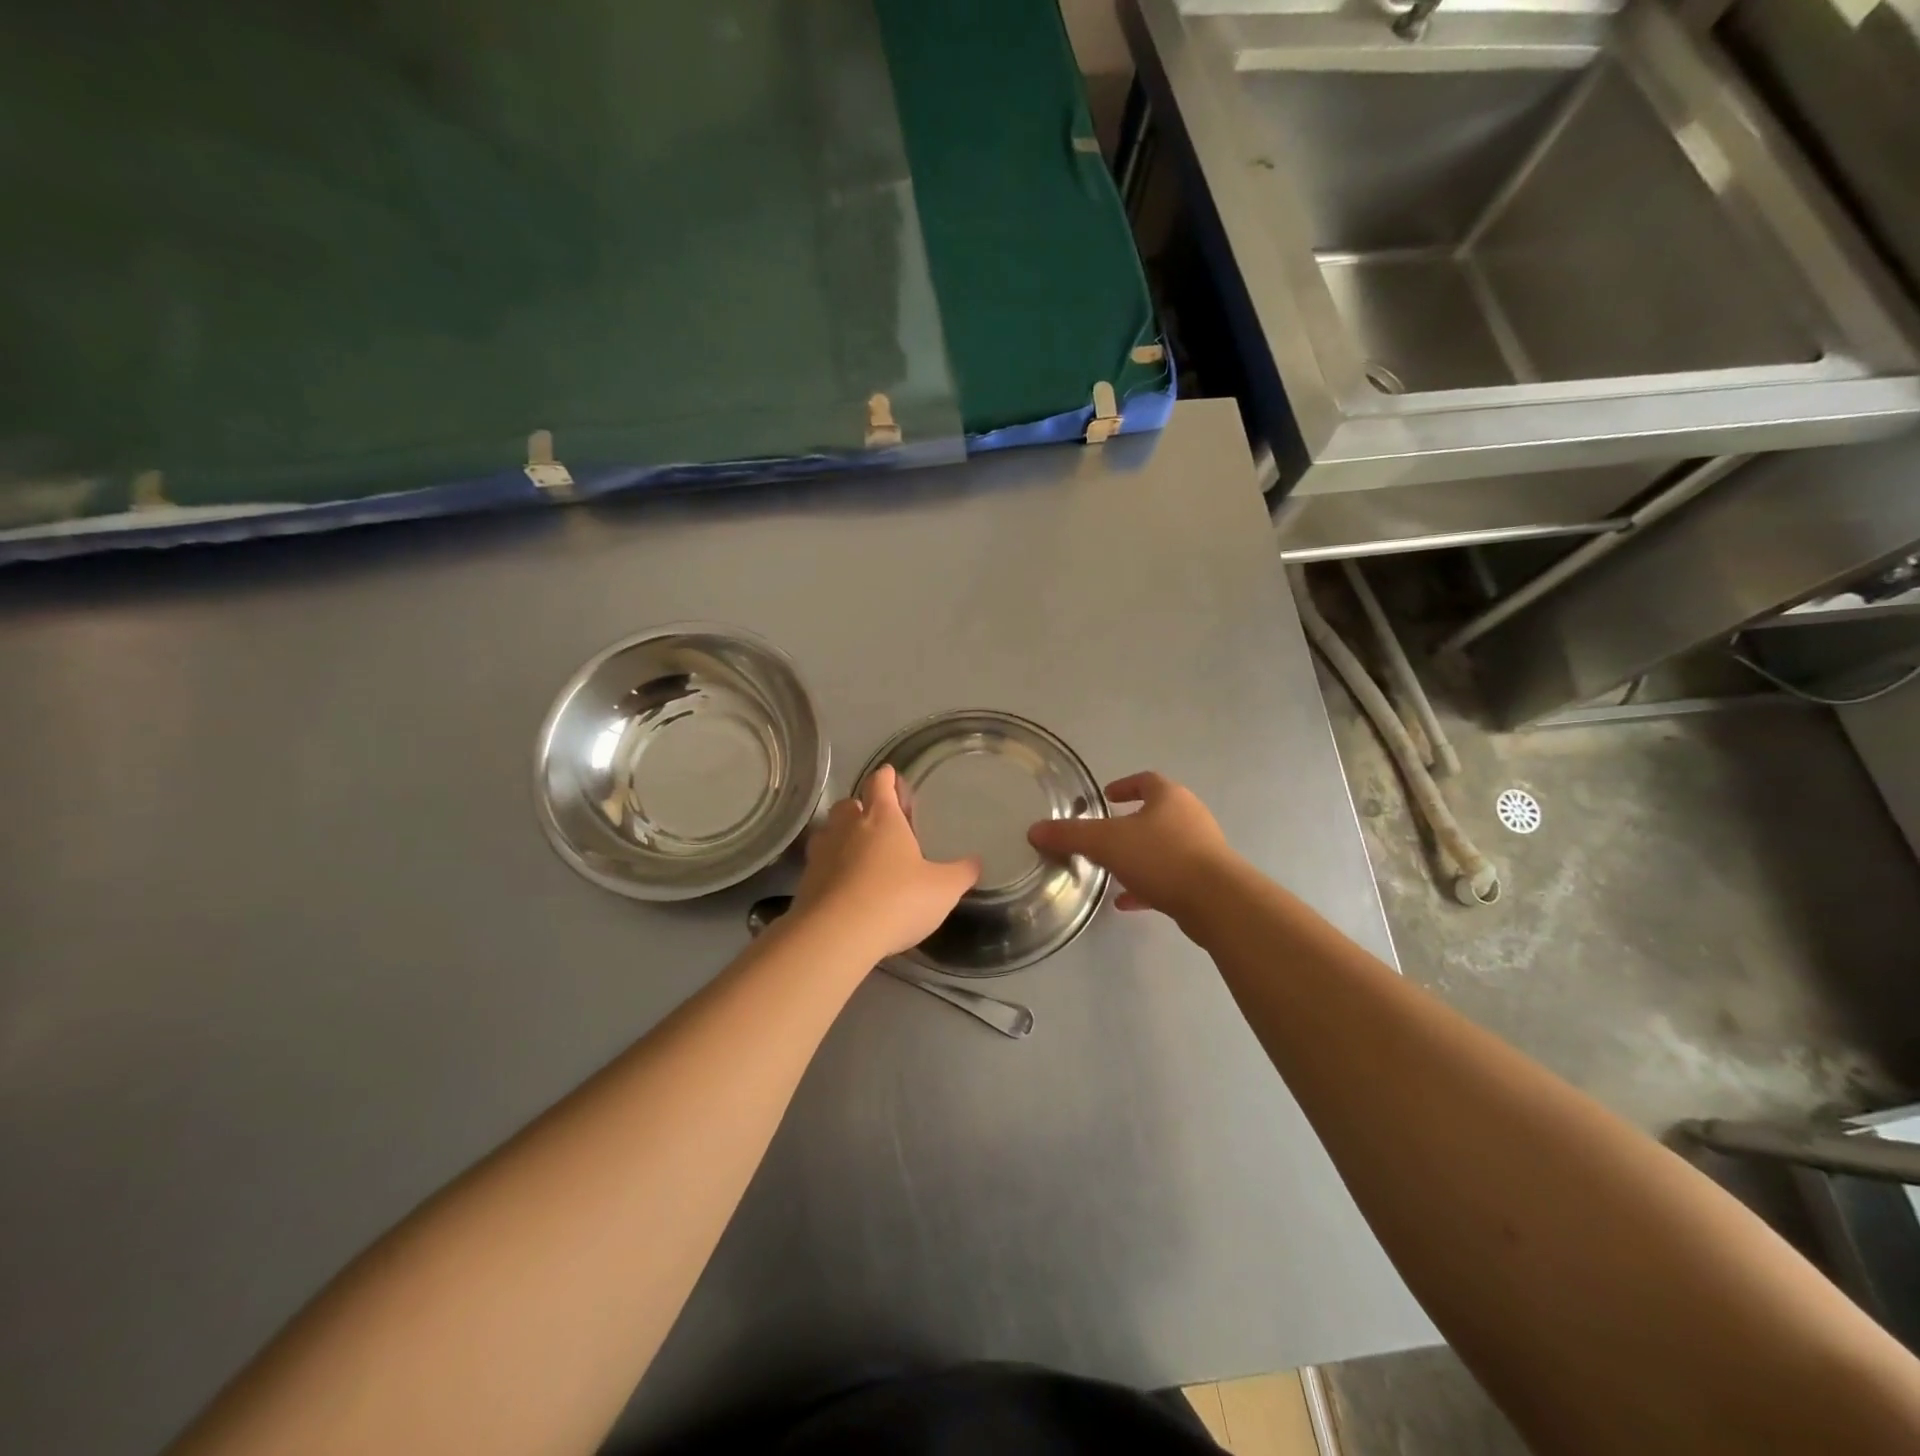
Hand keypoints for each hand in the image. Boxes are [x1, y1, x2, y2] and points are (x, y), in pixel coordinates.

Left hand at [792, 765, 981, 957]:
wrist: (837, 935)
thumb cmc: (897, 900)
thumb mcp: (943, 889)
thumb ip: (961, 873)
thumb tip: (977, 862)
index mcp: (882, 818)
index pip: (880, 783)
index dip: (887, 778)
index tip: (891, 776)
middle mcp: (848, 827)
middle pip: (849, 804)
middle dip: (861, 807)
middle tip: (878, 823)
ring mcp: (822, 852)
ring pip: (829, 831)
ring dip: (841, 836)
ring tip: (858, 853)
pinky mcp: (806, 881)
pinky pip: (818, 863)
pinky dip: (830, 868)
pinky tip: (843, 886)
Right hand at [1027, 771, 1238, 923]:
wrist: (1217, 901)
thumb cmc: (1161, 857)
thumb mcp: (1106, 842)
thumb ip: (1070, 835)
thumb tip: (1034, 830)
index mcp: (1169, 797)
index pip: (1146, 781)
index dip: (1125, 786)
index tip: (1107, 796)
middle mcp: (1190, 817)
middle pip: (1157, 813)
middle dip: (1130, 823)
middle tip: (1104, 834)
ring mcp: (1202, 849)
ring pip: (1164, 847)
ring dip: (1139, 855)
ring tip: (1112, 869)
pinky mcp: (1206, 881)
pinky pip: (1170, 877)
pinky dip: (1148, 885)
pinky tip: (1127, 902)